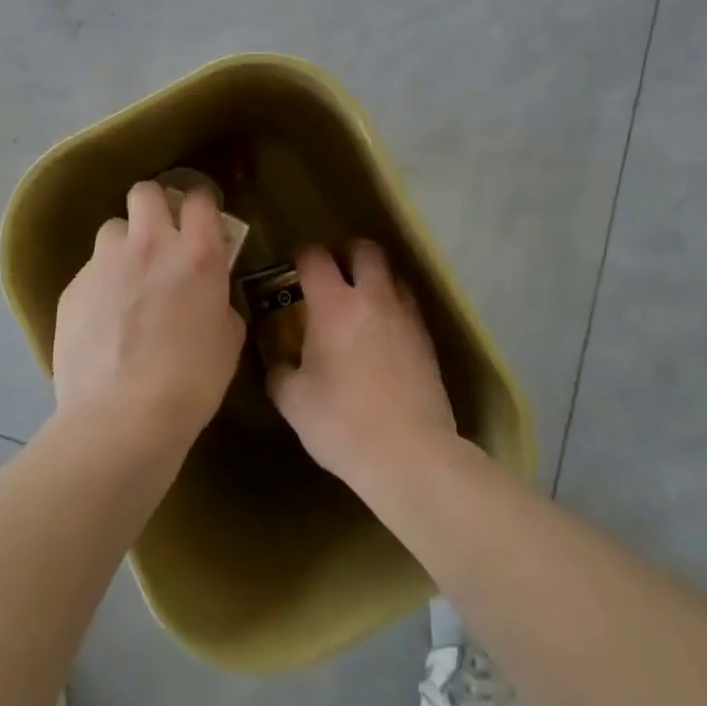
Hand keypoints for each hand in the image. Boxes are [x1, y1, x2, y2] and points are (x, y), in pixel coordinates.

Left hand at [52, 181, 245, 450]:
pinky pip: (90, 271)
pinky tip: (103, 321)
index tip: (201, 221)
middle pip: (146, 192)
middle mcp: (150, 245)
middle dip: (154, 206)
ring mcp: (105, 263)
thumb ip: (219, 302)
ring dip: (124, 246)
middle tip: (160, 238)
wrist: (122, 419)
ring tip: (127, 281)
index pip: (198, 198)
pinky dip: (100, 285)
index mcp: (197, 254)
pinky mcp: (73, 288)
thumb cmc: (191, 382)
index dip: (200, 205)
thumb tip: (209, 297)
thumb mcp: (227, 339)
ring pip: (113, 229)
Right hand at [267, 240, 457, 488]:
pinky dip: (393, 308)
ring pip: (393, 275)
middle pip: (365, 250)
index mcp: (334, 305)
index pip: (315, 257)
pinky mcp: (427, 340)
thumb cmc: (343, 423)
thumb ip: (280, 373)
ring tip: (360, 304)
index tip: (293, 268)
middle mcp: (374, 298)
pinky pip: (408, 306)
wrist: (410, 455)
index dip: (301, 256)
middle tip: (333, 274)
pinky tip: (382, 336)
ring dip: (375, 279)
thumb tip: (279, 363)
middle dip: (347, 253)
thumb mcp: (294, 402)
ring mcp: (406, 316)